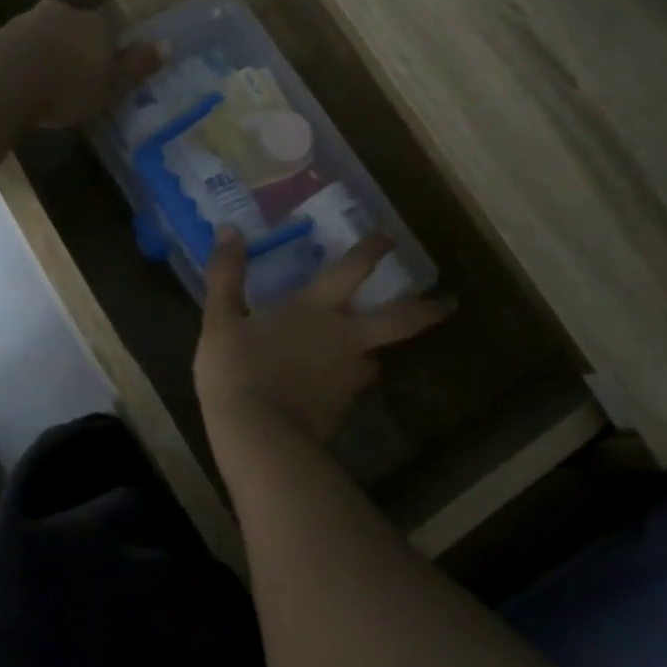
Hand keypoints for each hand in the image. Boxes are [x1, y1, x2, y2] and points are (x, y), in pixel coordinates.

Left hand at [2, 1, 161, 128]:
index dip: (109, 50)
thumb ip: (136, 65)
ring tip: (50, 84)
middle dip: (77, 49)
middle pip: (76, 29)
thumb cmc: (68, 86)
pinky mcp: (0, 36)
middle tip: (77, 79)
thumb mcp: (111, 84)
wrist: (3, 80)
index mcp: (94, 22)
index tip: (105, 73)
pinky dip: (27, 62)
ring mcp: (27, 21)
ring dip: (50, 54)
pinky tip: (26, 83)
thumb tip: (168, 45)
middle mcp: (62, 12)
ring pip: (47, 35)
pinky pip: (21, 48)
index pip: (108, 29)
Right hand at [195, 230, 453, 442]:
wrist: (256, 436)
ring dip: (373, 354)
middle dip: (424, 310)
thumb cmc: (237, 370)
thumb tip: (228, 229)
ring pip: (374, 360)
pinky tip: (328, 392)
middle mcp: (344, 338)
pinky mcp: (343, 409)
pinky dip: (345, 385)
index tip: (389, 239)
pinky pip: (351, 390)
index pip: (353, 269)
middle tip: (446, 306)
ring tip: (365, 356)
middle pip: (398, 321)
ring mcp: (348, 377)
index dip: (373, 250)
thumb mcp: (220, 319)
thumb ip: (226, 274)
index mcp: (316, 309)